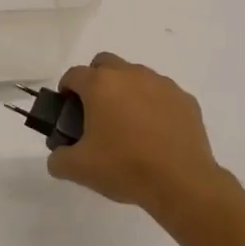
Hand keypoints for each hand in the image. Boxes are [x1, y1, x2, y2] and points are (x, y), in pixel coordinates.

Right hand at [46, 52, 227, 219]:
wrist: (181, 182)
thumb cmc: (124, 168)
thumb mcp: (78, 169)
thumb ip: (58, 159)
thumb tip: (59, 156)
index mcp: (101, 85)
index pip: (74, 74)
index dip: (66, 89)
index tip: (67, 109)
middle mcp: (131, 75)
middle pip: (105, 63)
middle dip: (95, 81)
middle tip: (95, 112)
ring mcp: (162, 85)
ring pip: (136, 76)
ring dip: (126, 92)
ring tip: (127, 126)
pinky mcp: (185, 100)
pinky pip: (161, 94)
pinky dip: (153, 106)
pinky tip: (154, 134)